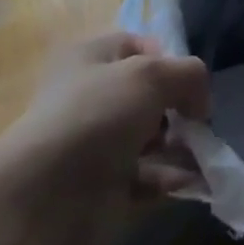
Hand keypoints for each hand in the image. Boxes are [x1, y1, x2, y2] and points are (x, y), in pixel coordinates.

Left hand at [0, 32, 210, 244]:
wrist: (41, 199)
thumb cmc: (96, 116)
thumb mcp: (153, 75)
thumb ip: (190, 75)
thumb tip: (200, 103)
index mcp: (90, 57)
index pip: (141, 46)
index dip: (170, 60)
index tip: (188, 83)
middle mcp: (89, 96)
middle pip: (148, 95)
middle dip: (178, 109)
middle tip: (195, 124)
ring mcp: (92, 144)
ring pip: (148, 138)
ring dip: (179, 146)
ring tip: (202, 156)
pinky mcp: (97, 187)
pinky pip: (142, 176)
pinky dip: (167, 178)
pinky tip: (192, 183)